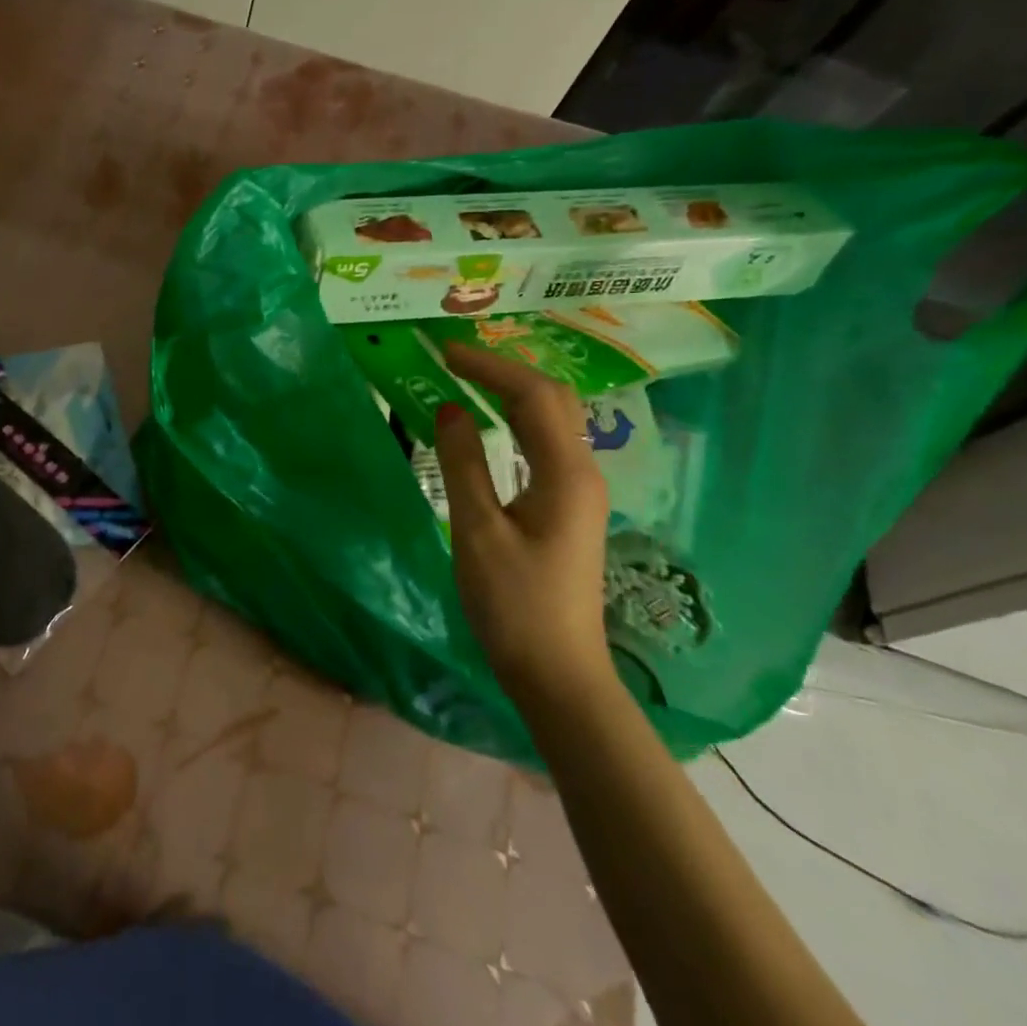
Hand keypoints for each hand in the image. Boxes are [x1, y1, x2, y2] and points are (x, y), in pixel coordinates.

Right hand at [434, 343, 612, 701]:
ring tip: (466, 380)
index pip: (533, 396)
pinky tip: (490, 425)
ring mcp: (579, 491)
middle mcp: (582, 473)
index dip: (489, 367)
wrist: (557, 672)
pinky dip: (515, 421)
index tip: (444, 353)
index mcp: (566, 474)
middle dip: (505, 370)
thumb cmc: (513, 604)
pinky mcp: (568, 508)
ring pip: (552, 421)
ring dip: (512, 393)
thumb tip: (448, 409)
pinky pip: (544, 445)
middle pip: (552, 400)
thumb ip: (462, 464)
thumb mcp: (477, 531)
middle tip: (455, 360)